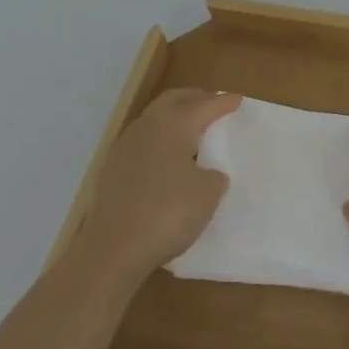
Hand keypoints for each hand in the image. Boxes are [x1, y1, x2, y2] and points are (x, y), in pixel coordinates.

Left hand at [77, 88, 240, 286]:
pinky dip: (159, 143)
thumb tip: (206, 174)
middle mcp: (147, 128)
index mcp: (173, 125)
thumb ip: (213, 176)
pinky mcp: (111, 172)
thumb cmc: (168, 212)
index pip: (204, 106)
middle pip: (172, 101)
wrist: (113, 249)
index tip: (237, 99)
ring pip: (154, 121)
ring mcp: (124, 149)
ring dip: (173, 120)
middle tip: (211, 104)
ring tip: (191, 133)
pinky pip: (142, 145)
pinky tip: (167, 161)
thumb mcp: (208, 194)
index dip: (222, 103)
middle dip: (194, 99)